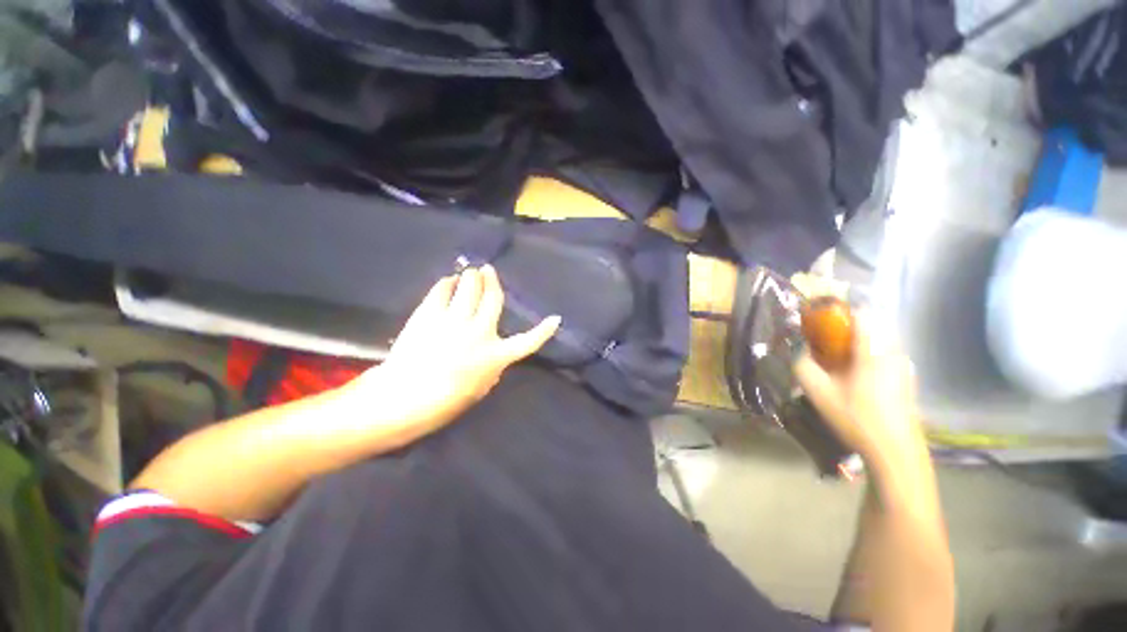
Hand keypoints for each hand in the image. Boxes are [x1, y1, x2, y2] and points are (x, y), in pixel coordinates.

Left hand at [343, 265, 559, 443]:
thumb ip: (492, 365)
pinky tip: (448, 281)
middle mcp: (480, 332)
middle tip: (488, 270)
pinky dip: (447, 283)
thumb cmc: (445, 401)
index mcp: (495, 355)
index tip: (555, 319)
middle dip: (492, 281)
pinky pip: (442, 291)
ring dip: (471, 277)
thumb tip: (492, 347)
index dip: (544, 331)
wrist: (404, 397)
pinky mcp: (430, 314)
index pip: (528, 342)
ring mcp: (454, 321)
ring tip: (471, 271)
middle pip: (493, 299)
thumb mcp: (480, 388)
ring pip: (468, 288)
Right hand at [793, 316, 928, 472]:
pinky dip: (867, 352)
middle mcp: (894, 351)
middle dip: (845, 324)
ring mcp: (903, 365)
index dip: (840, 307)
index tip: (820, 313)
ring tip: (835, 355)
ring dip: (857, 339)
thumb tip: (798, 349)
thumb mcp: (818, 392)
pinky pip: (885, 352)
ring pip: (879, 338)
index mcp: (874, 351)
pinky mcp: (906, 377)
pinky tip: (853, 372)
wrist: (895, 452)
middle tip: (823, 337)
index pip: (862, 312)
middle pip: (871, 323)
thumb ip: (803, 364)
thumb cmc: (856, 418)